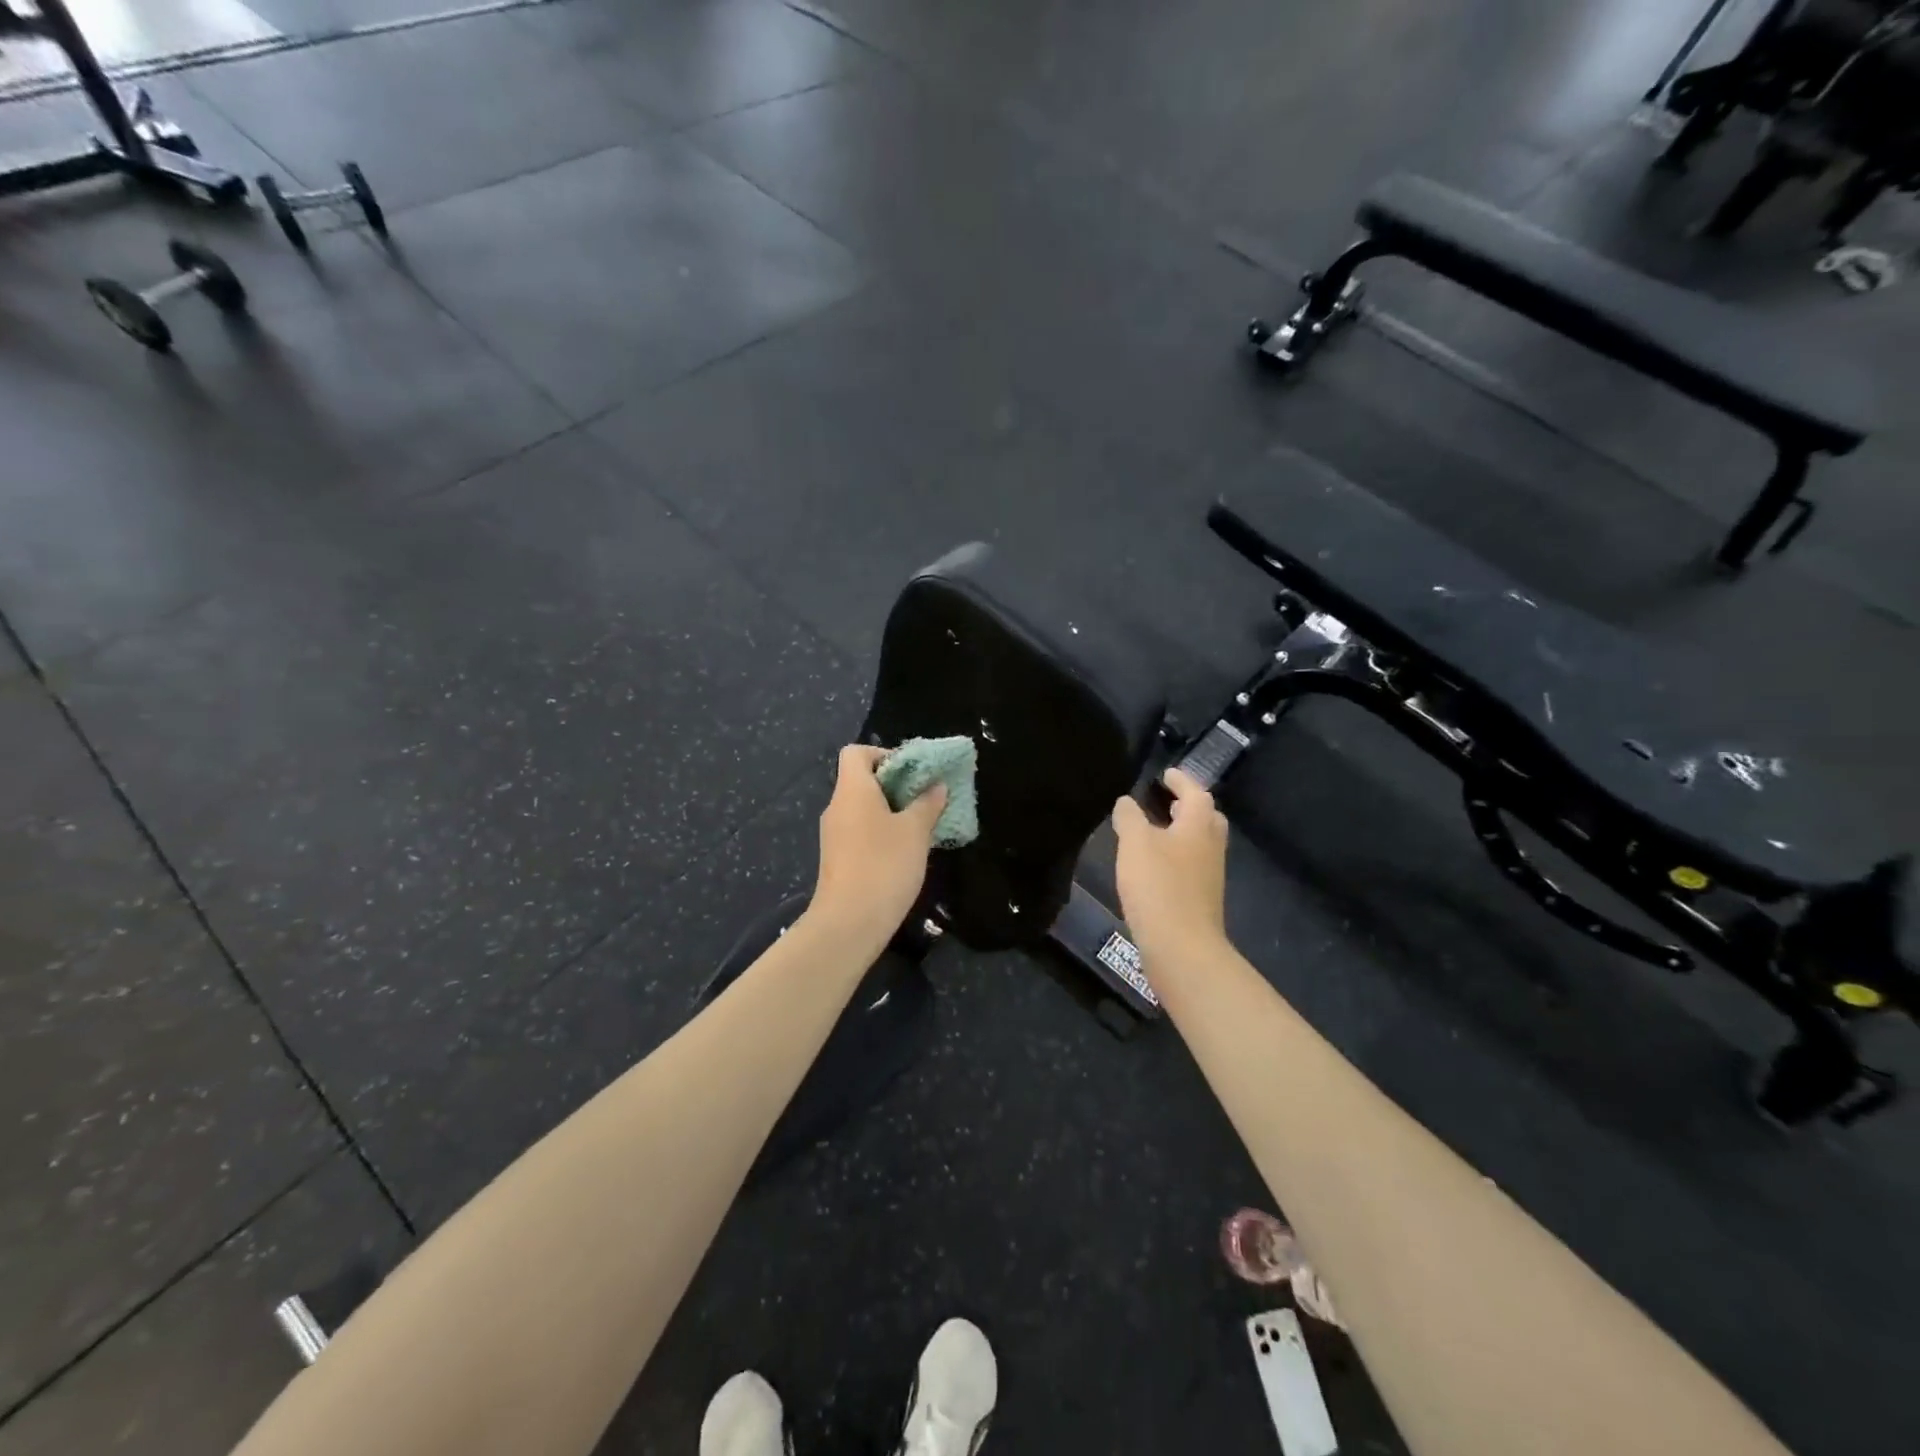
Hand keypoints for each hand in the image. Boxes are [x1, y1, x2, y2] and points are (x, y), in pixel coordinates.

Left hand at [811, 744, 947, 938]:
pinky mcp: (837, 859)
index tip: (912, 772)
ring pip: (862, 809)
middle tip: (926, 799)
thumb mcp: (915, 831)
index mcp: (852, 790)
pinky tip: (905, 851)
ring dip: (891, 811)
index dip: (884, 754)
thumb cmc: (884, 865)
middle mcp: (837, 807)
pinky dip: (881, 832)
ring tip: (921, 826)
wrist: (849, 923)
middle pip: (861, 780)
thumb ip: (927, 804)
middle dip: (895, 785)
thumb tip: (936, 785)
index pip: (856, 752)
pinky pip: (860, 831)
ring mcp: (834, 834)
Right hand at [1111, 768, 1228, 960]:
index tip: (1166, 774)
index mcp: (1198, 826)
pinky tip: (1155, 866)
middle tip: (1168, 802)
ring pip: (1201, 844)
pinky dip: (1177, 857)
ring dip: (1183, 833)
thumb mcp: (1135, 843)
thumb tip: (1127, 801)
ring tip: (1156, 831)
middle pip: (1207, 819)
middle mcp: (1210, 847)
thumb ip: (1129, 817)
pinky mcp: (1201, 900)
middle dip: (1190, 807)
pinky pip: (1192, 867)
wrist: (1182, 947)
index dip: (1181, 781)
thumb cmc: (1159, 887)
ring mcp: (1209, 876)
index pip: (1196, 793)